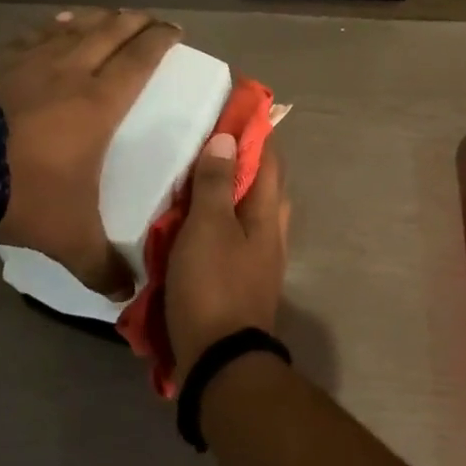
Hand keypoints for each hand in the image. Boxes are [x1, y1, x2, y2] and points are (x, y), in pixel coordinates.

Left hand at [0, 8, 179, 291]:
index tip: (175, 31)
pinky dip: (48, 28)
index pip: (140, 59)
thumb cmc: (19, 192)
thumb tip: (127, 295)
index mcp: (99, 102)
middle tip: (149, 18)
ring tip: (105, 15)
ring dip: (94, 19)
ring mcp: (25, 62)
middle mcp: (68, 72)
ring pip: (70, 28)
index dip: (160, 41)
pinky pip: (29, 36)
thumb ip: (100, 265)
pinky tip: (49, 26)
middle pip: (109, 32)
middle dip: (134, 22)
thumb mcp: (68, 236)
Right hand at [165, 132, 288, 385]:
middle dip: (242, 159)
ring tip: (196, 179)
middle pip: (263, 183)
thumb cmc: (212, 285)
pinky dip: (218, 221)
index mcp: (269, 212)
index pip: (268, 157)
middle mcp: (272, 231)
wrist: (221, 359)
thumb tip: (228, 139)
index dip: (254, 130)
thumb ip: (217, 184)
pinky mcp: (243, 279)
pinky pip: (234, 236)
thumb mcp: (207, 227)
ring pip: (248, 211)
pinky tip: (193, 224)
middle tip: (208, 142)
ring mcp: (260, 258)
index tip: (233, 107)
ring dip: (229, 191)